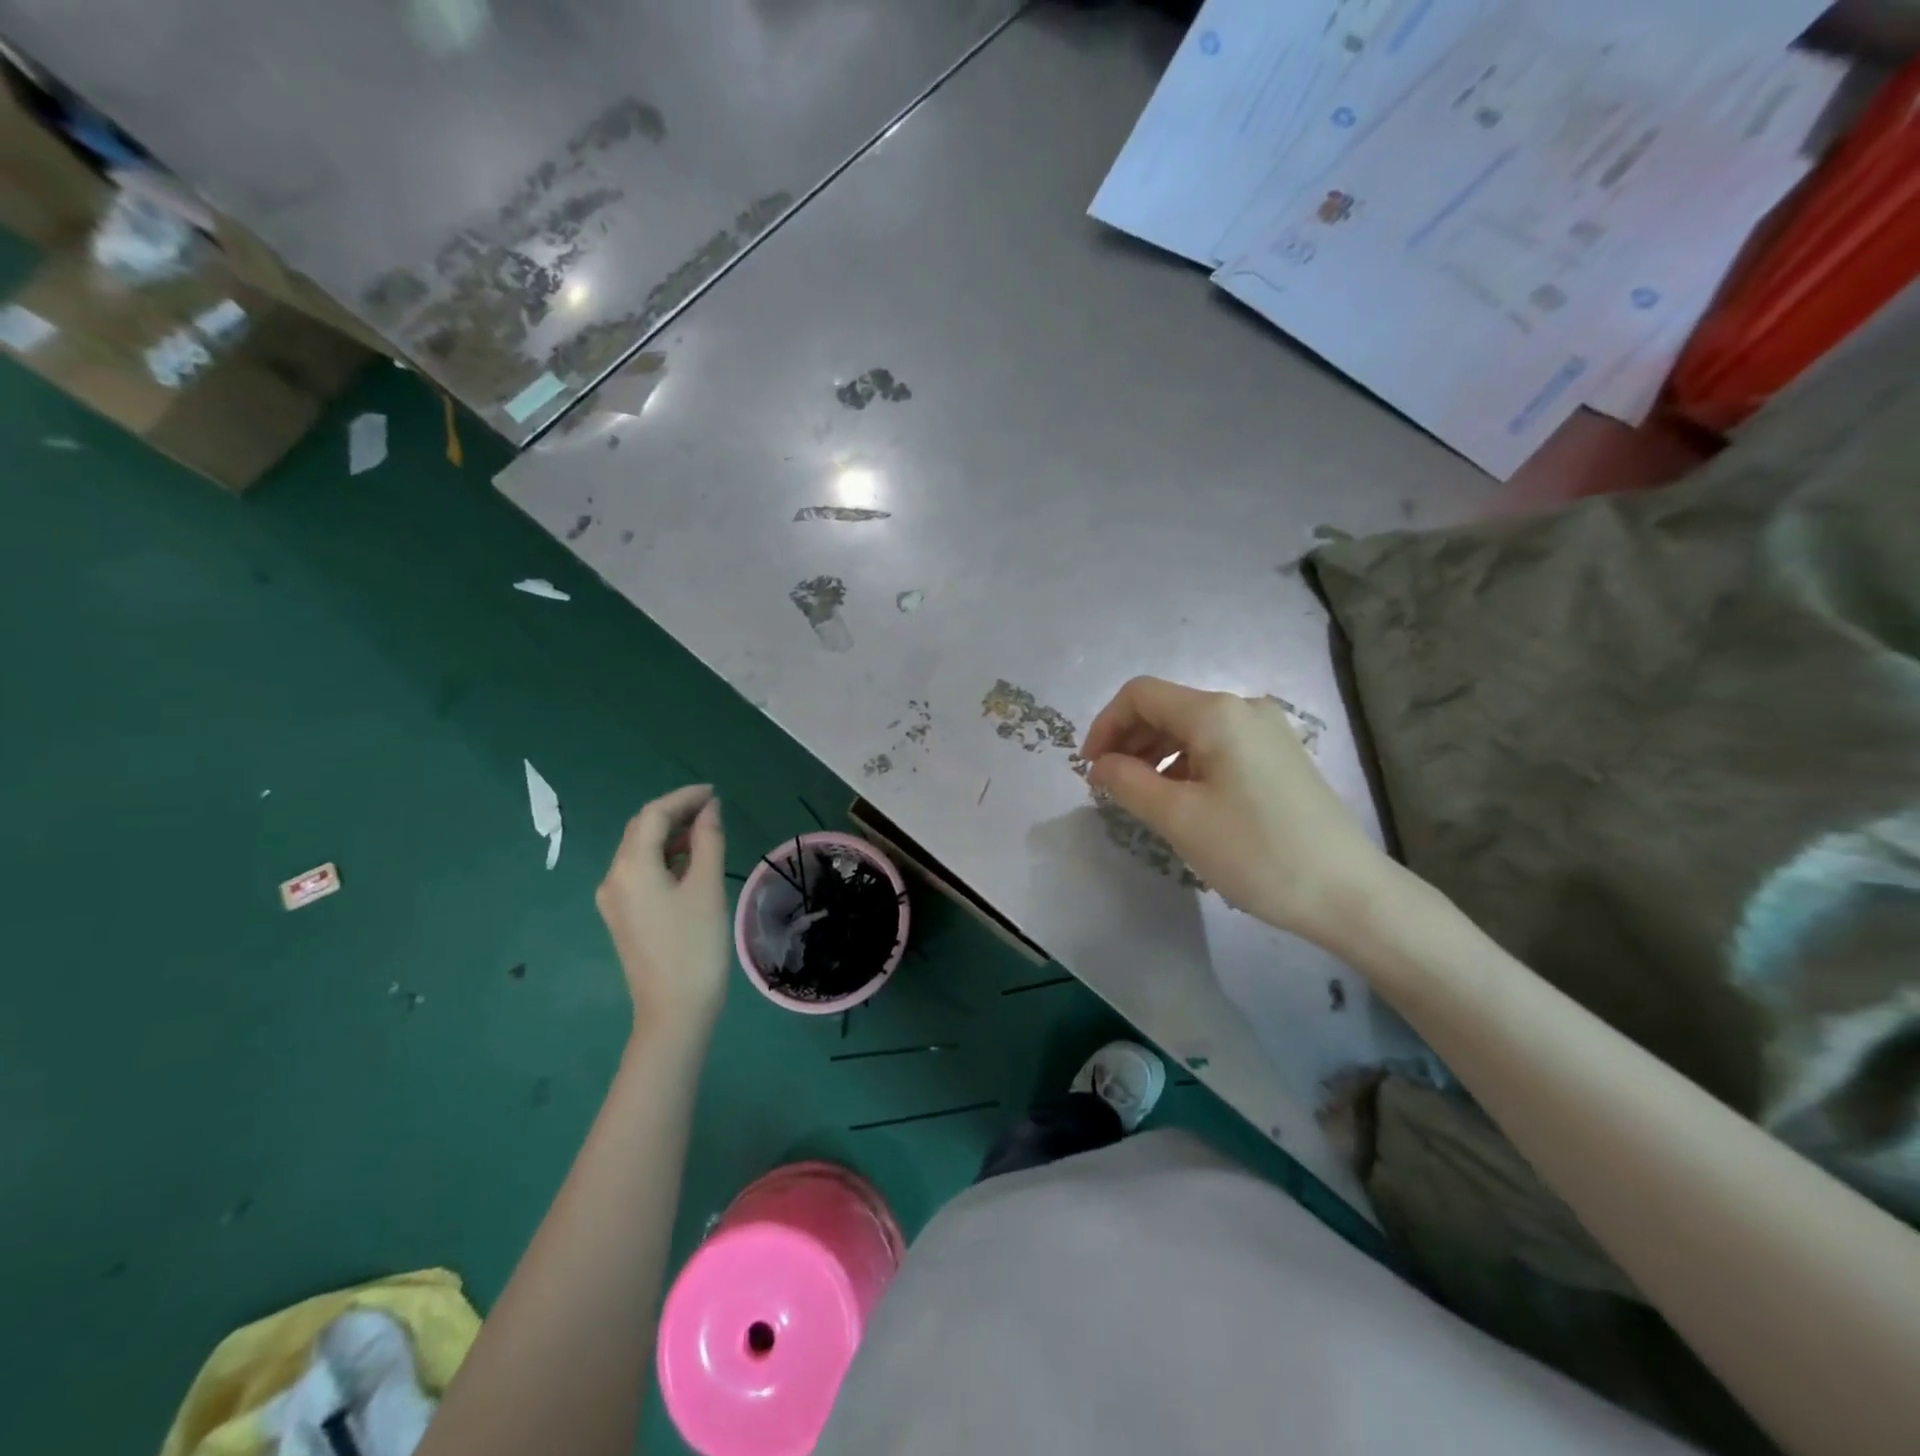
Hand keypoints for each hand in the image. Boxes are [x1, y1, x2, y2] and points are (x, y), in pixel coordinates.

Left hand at [596, 786, 729, 1035]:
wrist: (674, 1012)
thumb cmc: (695, 946)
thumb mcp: (706, 887)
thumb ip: (708, 840)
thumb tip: (709, 809)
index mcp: (631, 867)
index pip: (654, 815)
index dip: (684, 797)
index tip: (715, 792)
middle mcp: (613, 878)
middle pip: (642, 830)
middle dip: (676, 813)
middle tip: (713, 808)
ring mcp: (614, 900)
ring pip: (640, 851)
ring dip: (671, 835)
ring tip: (707, 830)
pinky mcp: (623, 917)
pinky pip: (640, 872)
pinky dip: (665, 858)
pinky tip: (690, 861)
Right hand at [1081, 677, 1399, 948]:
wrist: (1347, 893)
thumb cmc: (1255, 851)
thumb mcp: (1178, 817)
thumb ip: (1128, 782)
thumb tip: (1100, 765)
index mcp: (1216, 713)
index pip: (1140, 695)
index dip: (1105, 725)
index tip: (1089, 769)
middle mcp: (1243, 709)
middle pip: (1166, 709)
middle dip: (1128, 741)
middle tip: (1108, 787)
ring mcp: (1267, 732)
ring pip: (1192, 730)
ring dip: (1155, 755)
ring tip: (1141, 799)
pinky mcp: (1280, 758)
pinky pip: (1218, 747)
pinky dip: (1186, 765)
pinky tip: (1181, 801)